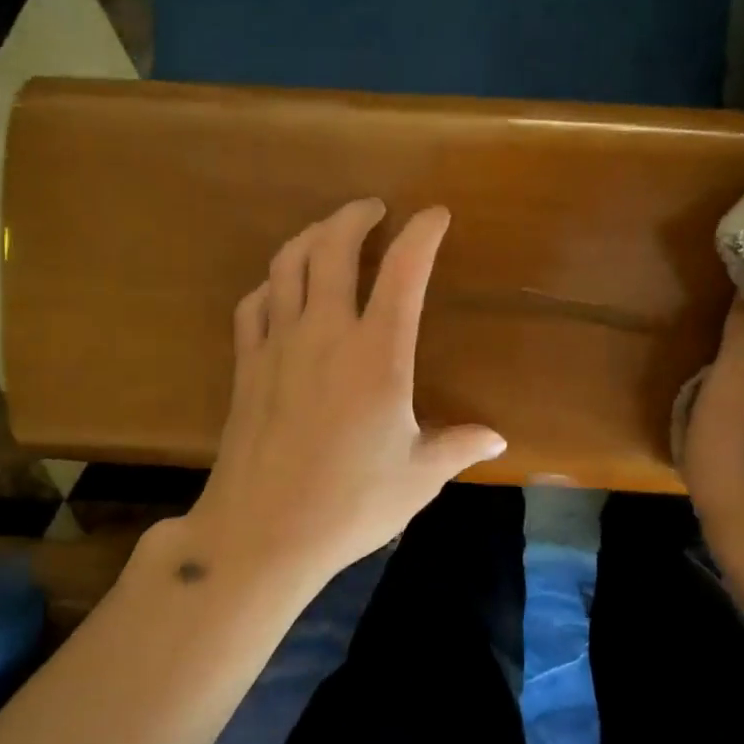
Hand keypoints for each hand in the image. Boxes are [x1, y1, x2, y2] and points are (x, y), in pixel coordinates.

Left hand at [178, 198, 507, 589]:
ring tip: (328, 233)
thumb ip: (459, 446)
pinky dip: (272, 283)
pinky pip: (254, 304)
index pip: (403, 271)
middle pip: (332, 247)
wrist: (262, 533)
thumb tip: (498, 439)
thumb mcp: (418, 477)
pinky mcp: (246, 365)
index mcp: (378, 354)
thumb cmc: (351, 504)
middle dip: (355, 216)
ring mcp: (278, 345)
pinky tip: (281, 290)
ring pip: (287, 264)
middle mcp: (325, 334)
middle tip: (374, 209)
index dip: (422, 234)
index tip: (435, 216)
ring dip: (310, 236)